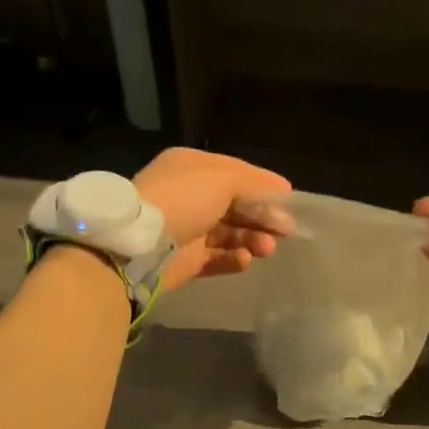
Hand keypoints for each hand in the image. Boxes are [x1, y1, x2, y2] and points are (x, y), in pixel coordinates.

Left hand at [135, 148, 292, 288]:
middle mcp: (188, 195)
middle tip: (286, 230)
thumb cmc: (183, 200)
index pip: (235, 172)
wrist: (139, 245)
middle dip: (262, 216)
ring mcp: (186, 229)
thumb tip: (283, 188)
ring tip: (266, 249)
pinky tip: (245, 260)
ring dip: (252, 239)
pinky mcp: (185, 260)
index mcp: (192, 167)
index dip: (263, 185)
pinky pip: (217, 258)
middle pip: (236, 205)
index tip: (289, 200)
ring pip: (230, 233)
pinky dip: (234, 258)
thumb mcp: (223, 179)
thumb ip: (255, 182)